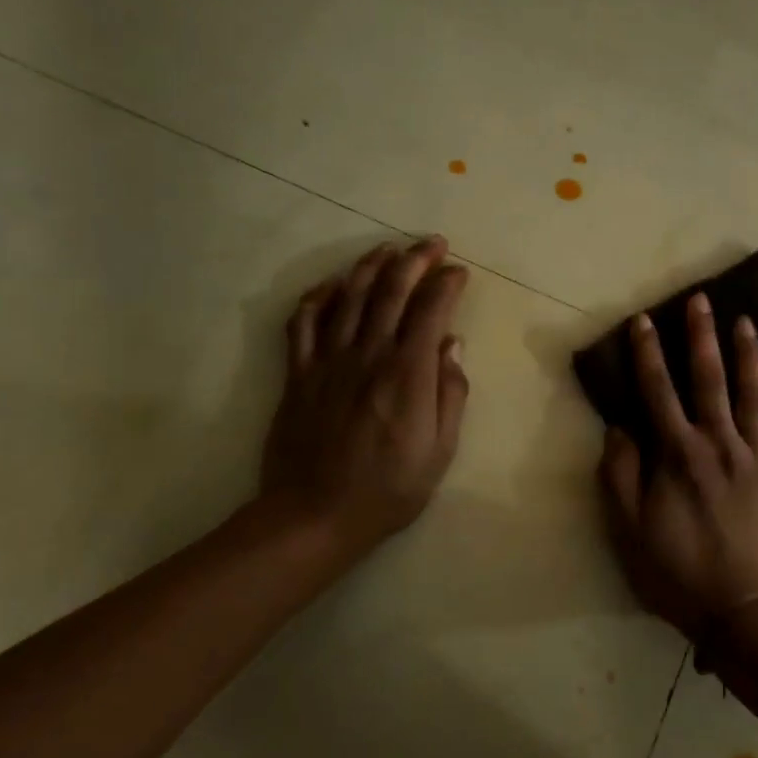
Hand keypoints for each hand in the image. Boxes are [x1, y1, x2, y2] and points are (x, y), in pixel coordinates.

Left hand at [257, 236, 470, 568]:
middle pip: (391, 291)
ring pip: (349, 296)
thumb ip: (450, 393)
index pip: (430, 310)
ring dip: (371, 266)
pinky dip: (319, 296)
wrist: (315, 515)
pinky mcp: (298, 373)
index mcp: (407, 373)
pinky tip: (332, 284)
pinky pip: (304, 322)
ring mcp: (328, 360)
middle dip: (415, 259)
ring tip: (388, 250)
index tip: (459, 272)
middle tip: (432, 243)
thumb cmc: (389, 489)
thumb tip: (453, 345)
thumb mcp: (440, 450)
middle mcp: (368, 354)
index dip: (447, 284)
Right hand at [596, 293, 757, 638]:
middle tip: (702, 300)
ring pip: (755, 397)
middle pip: (709, 380)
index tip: (643, 320)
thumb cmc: (679, 574)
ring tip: (747, 322)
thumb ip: (620, 474)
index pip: (657, 391)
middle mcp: (720, 445)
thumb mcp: (628, 531)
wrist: (746, 613)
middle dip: (702, 337)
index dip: (647, 354)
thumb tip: (619, 428)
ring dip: (750, 357)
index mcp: (679, 455)